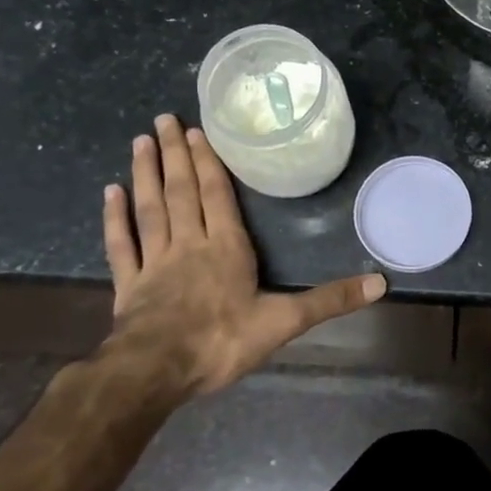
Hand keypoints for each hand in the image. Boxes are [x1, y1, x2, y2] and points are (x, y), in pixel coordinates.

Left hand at [101, 114, 385, 401]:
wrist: (155, 372)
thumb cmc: (221, 341)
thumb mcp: (285, 321)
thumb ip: (330, 300)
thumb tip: (381, 283)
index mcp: (226, 247)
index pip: (215, 195)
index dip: (207, 161)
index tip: (195, 129)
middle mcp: (189, 243)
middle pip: (181, 191)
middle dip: (175, 154)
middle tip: (162, 119)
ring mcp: (154, 262)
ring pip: (150, 208)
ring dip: (146, 174)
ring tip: (139, 141)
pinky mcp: (128, 285)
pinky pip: (121, 244)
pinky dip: (114, 218)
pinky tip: (109, 192)